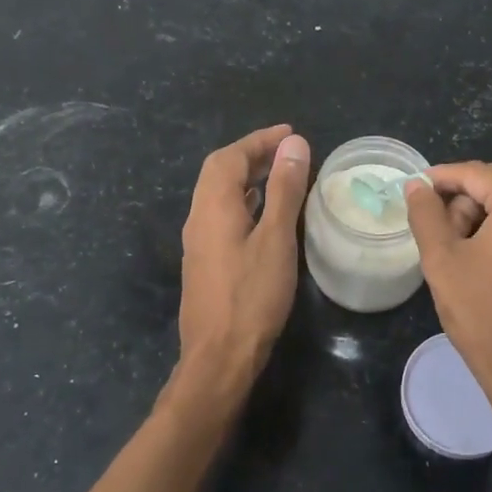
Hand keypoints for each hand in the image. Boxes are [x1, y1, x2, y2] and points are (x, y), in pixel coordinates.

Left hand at [171, 124, 311, 405]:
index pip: (230, 157)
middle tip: (286, 151)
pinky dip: (243, 200)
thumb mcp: (276, 239)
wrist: (218, 357)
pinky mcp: (203, 262)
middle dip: (251, 155)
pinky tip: (264, 214)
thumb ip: (284, 190)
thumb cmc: (252, 296)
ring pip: (218, 194)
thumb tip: (293, 144)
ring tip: (280, 174)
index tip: (289, 133)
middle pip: (218, 172)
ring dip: (246, 177)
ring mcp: (198, 242)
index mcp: (212, 206)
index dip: (259, 140)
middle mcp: (198, 217)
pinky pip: (221, 214)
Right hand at [405, 163, 491, 468]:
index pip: (478, 173)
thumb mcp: (442, 262)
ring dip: (490, 220)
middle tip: (441, 231)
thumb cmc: (485, 317)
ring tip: (466, 256)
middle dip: (467, 200)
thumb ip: (426, 214)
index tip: (418, 189)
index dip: (443, 176)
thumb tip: (417, 185)